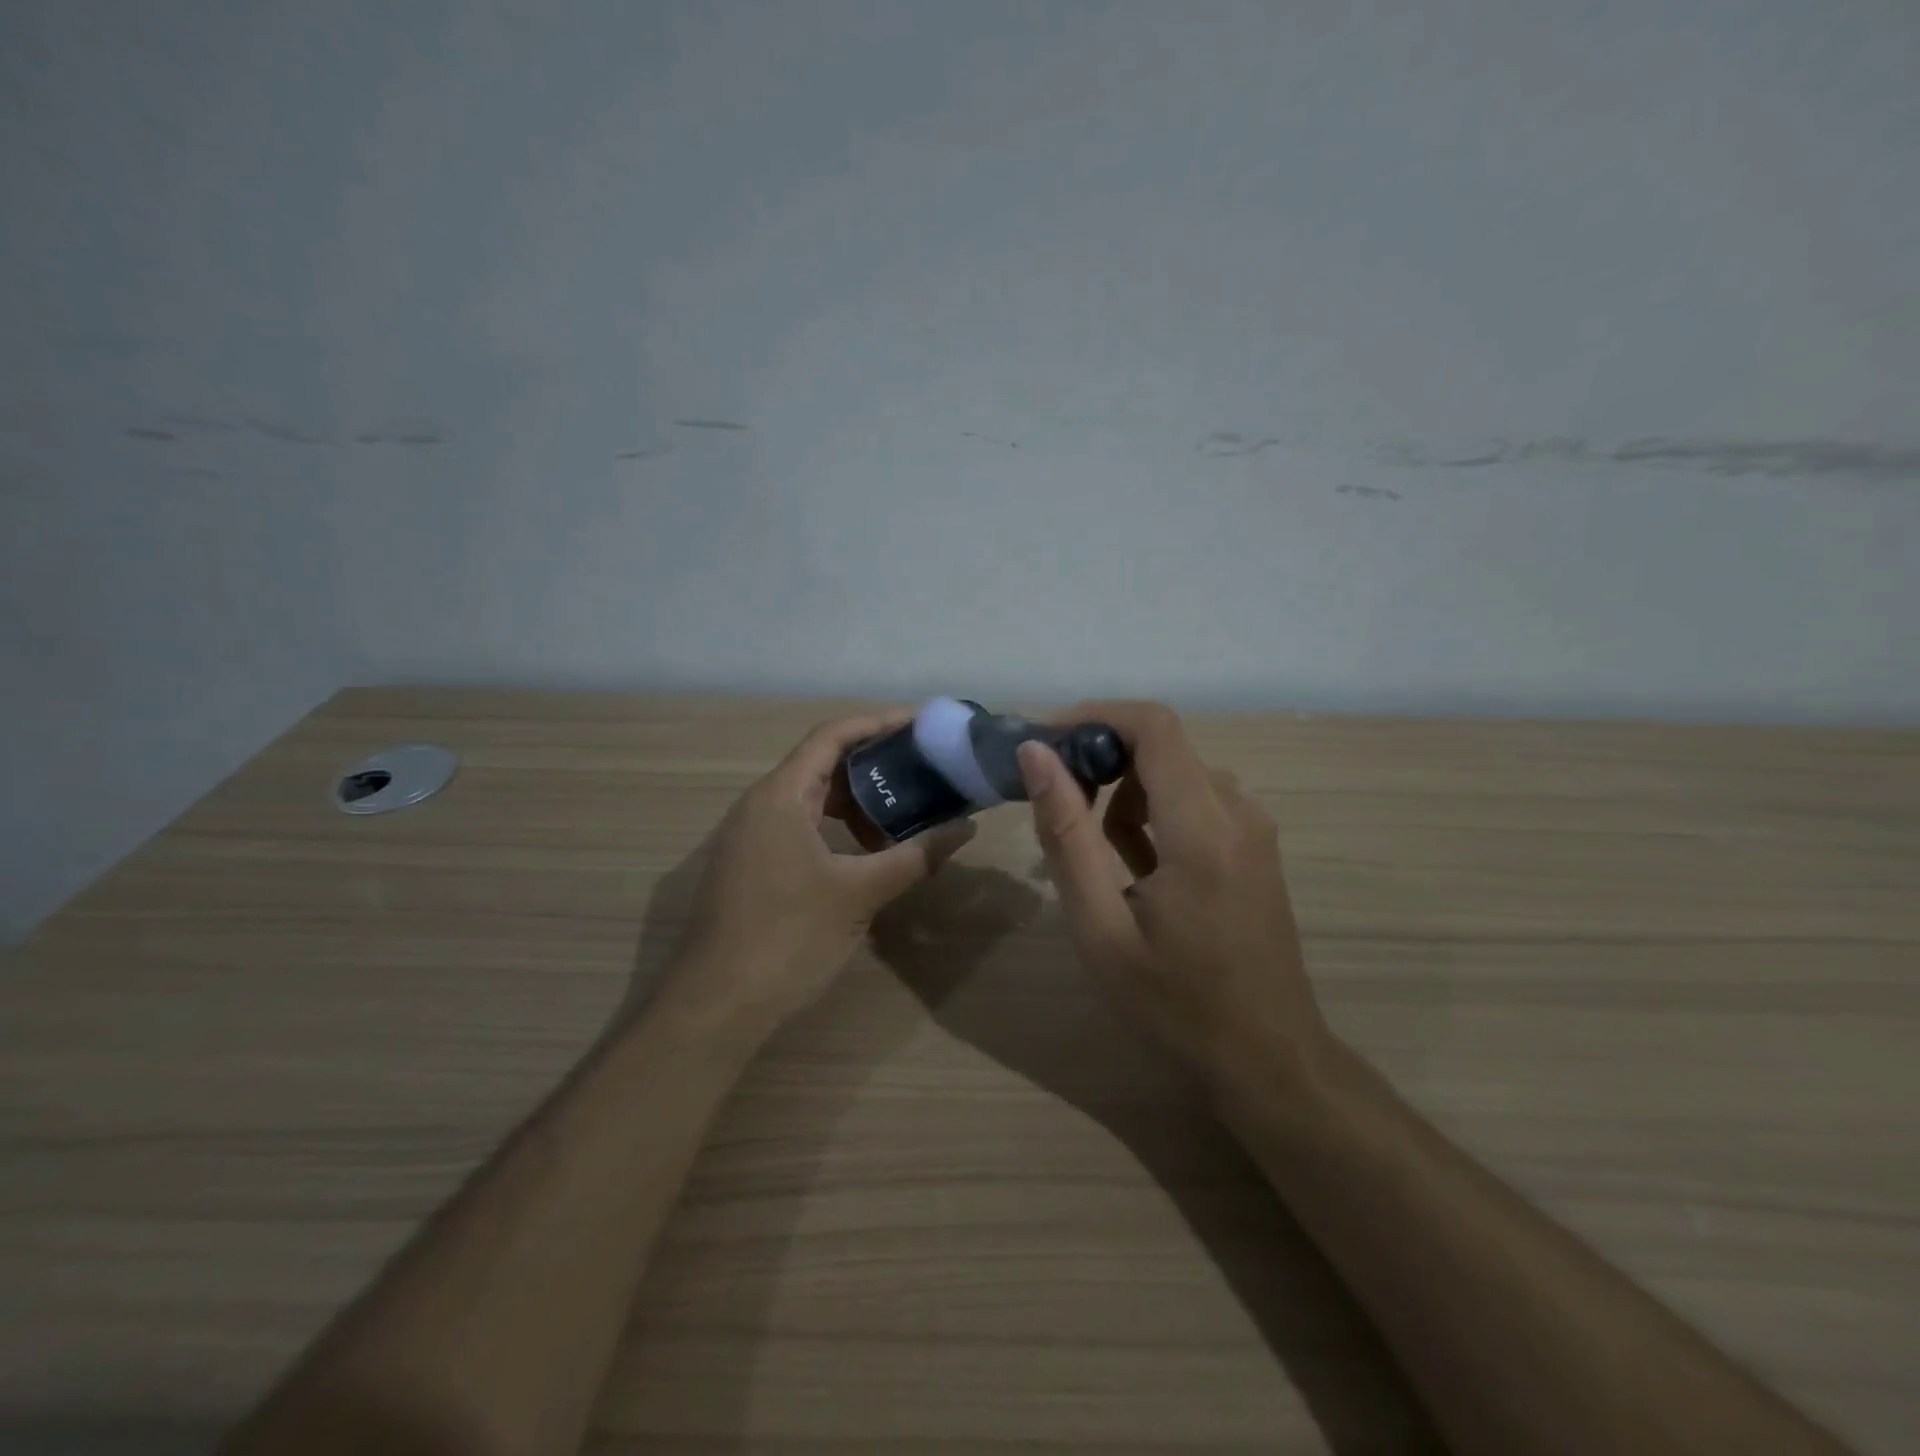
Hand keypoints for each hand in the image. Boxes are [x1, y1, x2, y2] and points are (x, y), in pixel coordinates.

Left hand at [657, 713, 975, 1044]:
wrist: (715, 1006)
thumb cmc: (788, 938)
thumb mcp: (860, 893)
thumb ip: (915, 856)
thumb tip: (966, 828)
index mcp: (781, 796)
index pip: (832, 736)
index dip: (878, 723)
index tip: (921, 725)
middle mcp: (760, 805)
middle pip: (822, 765)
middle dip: (874, 766)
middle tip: (923, 771)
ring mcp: (750, 837)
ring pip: (812, 800)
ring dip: (857, 804)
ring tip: (902, 819)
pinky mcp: (750, 866)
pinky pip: (799, 827)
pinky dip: (836, 830)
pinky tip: (867, 856)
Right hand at [1017, 702, 1332, 1098]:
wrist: (1269, 1062)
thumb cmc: (1175, 1005)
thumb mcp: (1101, 927)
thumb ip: (1066, 835)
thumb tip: (1034, 755)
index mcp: (1203, 829)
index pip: (1153, 726)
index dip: (1093, 716)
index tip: (1043, 740)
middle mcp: (1239, 811)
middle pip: (1162, 745)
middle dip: (1100, 760)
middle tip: (1053, 804)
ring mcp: (1254, 829)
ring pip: (1176, 773)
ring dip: (1125, 795)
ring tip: (1095, 858)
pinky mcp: (1255, 846)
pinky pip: (1196, 800)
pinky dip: (1155, 815)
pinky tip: (1137, 870)